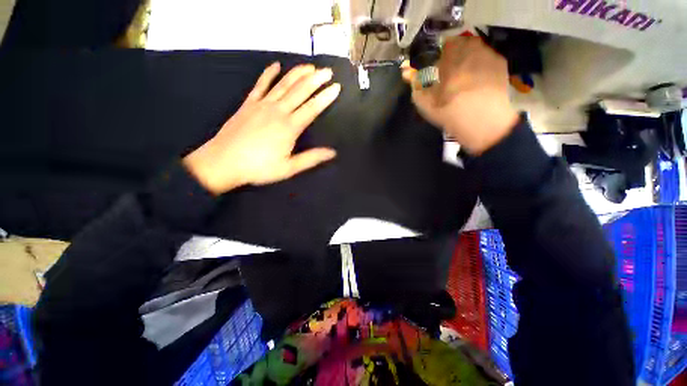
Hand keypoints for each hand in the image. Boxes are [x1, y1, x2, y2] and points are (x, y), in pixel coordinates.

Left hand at [183, 62, 341, 194]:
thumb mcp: (288, 168)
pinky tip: (276, 65)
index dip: (325, 97)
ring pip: (283, 84)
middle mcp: (278, 111)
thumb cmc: (259, 168)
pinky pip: (260, 85)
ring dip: (298, 73)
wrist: (223, 162)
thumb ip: (311, 158)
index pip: (312, 108)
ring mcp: (262, 105)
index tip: (336, 87)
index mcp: (289, 127)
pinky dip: (269, 74)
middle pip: (300, 91)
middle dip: (316, 80)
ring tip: (310, 66)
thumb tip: (332, 152)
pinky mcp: (248, 104)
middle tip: (328, 71)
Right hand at [402, 36, 518, 154]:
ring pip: (474, 46)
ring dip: (467, 55)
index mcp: (451, 59)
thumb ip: (415, 86)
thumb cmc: (451, 114)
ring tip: (464, 73)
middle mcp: (471, 51)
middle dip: (453, 52)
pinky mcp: (500, 63)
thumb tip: (406, 72)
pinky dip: (479, 61)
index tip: (435, 64)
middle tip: (449, 68)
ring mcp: (488, 55)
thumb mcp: (426, 104)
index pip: (441, 45)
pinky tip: (477, 77)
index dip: (437, 53)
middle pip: (460, 42)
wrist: (484, 124)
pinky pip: (486, 54)